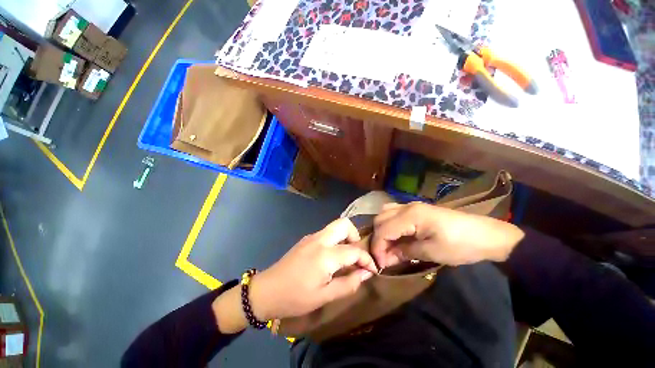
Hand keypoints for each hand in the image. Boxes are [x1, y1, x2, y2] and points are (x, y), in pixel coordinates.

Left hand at [248, 218, 377, 320]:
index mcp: (325, 254)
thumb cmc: (295, 297)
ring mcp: (312, 236)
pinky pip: (327, 233)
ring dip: (345, 238)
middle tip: (356, 256)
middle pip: (344, 224)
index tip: (373, 270)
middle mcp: (320, 239)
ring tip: (346, 258)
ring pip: (335, 226)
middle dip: (355, 236)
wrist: (266, 290)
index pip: (354, 250)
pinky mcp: (306, 239)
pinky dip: (335, 240)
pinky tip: (332, 258)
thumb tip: (366, 273)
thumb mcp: (324, 296)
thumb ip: (348, 283)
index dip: (367, 259)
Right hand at [371, 202, 524, 267]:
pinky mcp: (416, 209)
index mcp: (410, 216)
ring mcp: (411, 206)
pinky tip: (396, 235)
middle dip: (378, 238)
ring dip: (382, 229)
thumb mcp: (431, 252)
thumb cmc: (460, 245)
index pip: (383, 229)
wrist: (486, 235)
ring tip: (388, 245)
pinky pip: (394, 213)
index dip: (378, 247)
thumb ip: (405, 252)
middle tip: (383, 256)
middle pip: (380, 219)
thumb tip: (385, 258)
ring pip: (384, 213)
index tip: (380, 264)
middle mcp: (406, 207)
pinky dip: (390, 224)